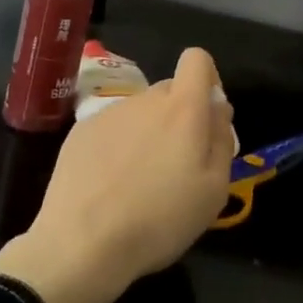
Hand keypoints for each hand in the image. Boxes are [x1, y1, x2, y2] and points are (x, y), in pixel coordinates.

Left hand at [0, 48, 233, 302]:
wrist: (82, 243)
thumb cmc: (160, 219)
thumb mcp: (214, 190)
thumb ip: (221, 139)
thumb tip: (218, 109)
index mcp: (183, 108)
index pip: (197, 60)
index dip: (207, 80)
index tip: (206, 117)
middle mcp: (145, 99)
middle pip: (170, 91)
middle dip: (179, 116)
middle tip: (176, 164)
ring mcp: (109, 113)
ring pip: (140, 112)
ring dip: (147, 134)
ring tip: (139, 182)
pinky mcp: (80, 130)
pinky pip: (111, 129)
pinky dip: (117, 147)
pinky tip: (109, 185)